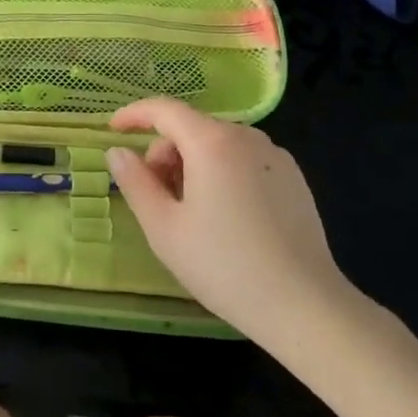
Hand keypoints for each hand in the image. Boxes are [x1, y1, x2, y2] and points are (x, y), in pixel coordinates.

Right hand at [106, 99, 354, 340]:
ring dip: (192, 164)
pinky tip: (225, 218)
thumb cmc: (224, 266)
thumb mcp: (164, 228)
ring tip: (190, 213)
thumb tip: (118, 152)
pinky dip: (222, 173)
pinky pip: (244, 160)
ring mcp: (275, 156)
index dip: (134, 114)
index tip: (113, 130)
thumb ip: (135, 182)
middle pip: (191, 128)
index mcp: (212, 142)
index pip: (164, 109)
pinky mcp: (294, 178)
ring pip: (217, 145)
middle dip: (165, 153)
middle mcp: (246, 137)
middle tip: (156, 197)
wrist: (304, 306)